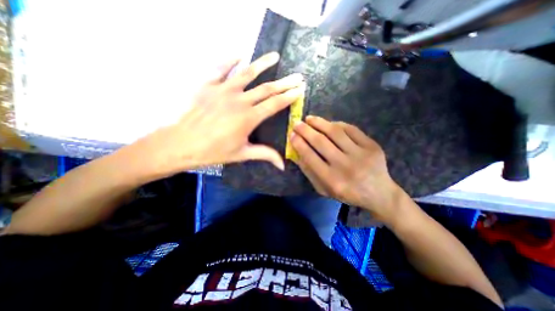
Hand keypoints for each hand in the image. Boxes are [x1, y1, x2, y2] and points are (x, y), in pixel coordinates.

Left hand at [135, 53, 307, 176]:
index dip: (289, 96)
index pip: (275, 104)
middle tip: (297, 76)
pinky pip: (221, 69)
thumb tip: (283, 165)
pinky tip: (240, 54)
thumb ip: (265, 155)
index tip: (300, 89)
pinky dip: (231, 60)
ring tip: (275, 56)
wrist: (181, 144)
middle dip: (285, 82)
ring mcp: (223, 90)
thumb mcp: (242, 154)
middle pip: (267, 89)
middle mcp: (239, 101)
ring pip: (247, 73)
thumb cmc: (213, 151)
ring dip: (263, 64)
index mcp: (249, 118)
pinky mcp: (208, 86)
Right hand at [291, 115, 404, 220]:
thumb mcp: (324, 189)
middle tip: (297, 123)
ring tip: (309, 118)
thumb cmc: (347, 193)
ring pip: (335, 132)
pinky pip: (351, 129)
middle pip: (321, 142)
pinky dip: (337, 124)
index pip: (310, 157)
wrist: (379, 193)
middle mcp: (345, 166)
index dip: (298, 143)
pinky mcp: (372, 146)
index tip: (291, 134)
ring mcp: (361, 154)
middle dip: (305, 130)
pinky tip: (329, 123)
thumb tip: (296, 153)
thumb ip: (309, 172)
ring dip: (319, 123)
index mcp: (332, 180)